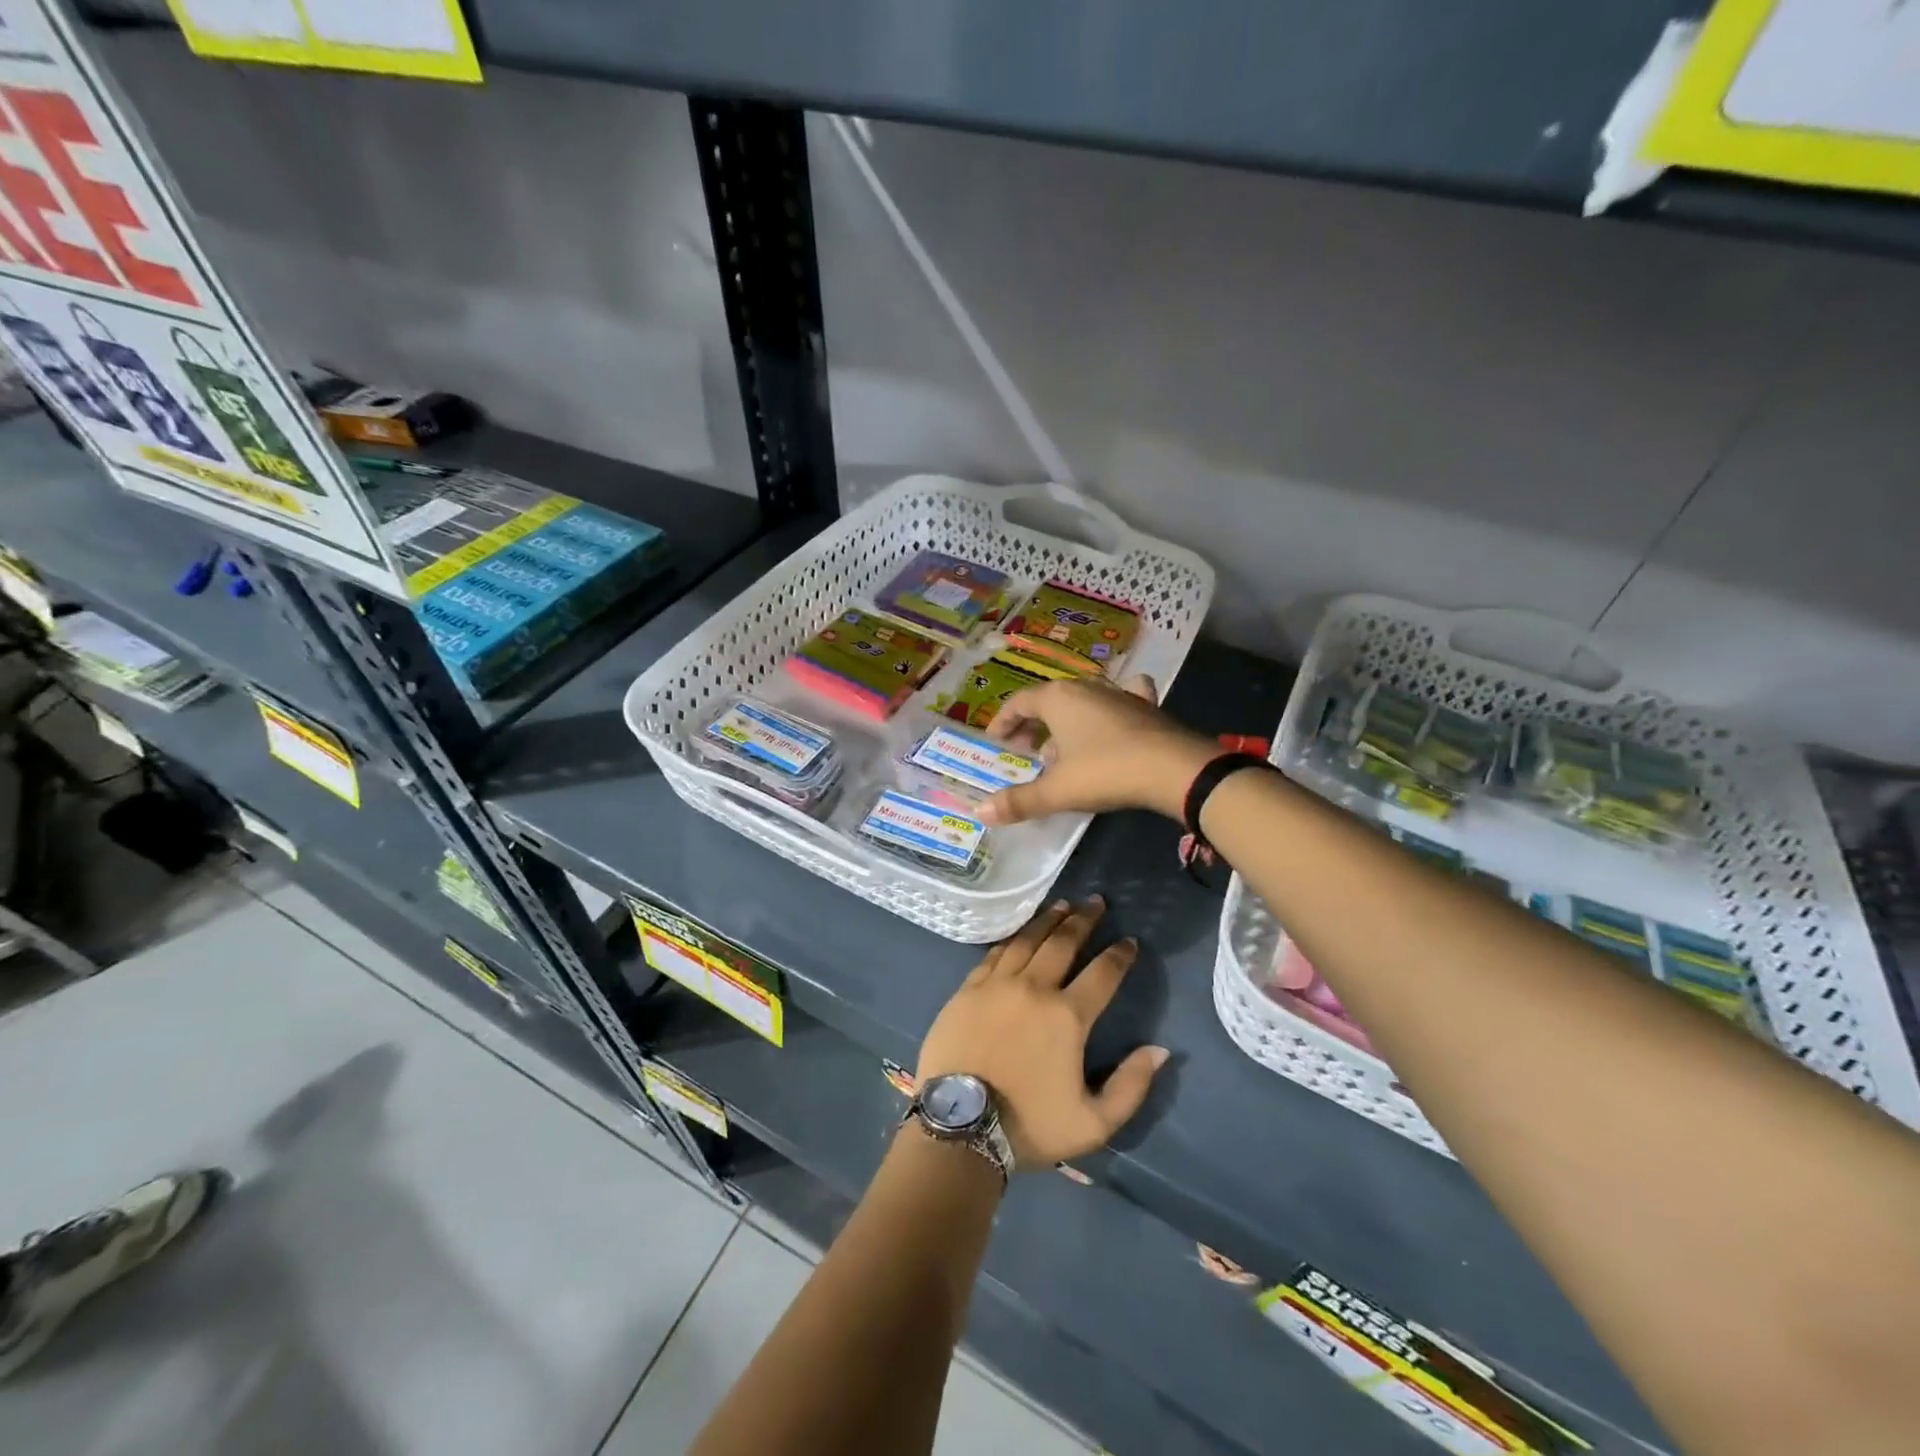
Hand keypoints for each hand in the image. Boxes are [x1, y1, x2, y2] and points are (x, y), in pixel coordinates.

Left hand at [917, 897, 1168, 1168]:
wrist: (959, 1127)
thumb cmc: (1029, 1125)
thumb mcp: (1093, 1123)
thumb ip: (1131, 1086)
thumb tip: (1160, 1050)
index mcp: (1067, 1016)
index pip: (1102, 973)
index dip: (1119, 955)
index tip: (1130, 941)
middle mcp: (1034, 988)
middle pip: (1063, 942)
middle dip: (1084, 919)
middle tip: (1096, 901)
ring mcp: (997, 984)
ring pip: (1027, 939)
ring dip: (1048, 920)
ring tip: (1062, 904)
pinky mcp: (968, 989)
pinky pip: (995, 953)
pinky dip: (1013, 938)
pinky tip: (1020, 933)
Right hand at [977, 675, 1215, 825]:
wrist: (1174, 768)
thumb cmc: (1106, 771)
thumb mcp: (1058, 790)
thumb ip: (1019, 801)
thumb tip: (980, 813)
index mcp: (1058, 698)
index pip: (1019, 702)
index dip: (1003, 721)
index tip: (994, 741)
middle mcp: (1086, 687)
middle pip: (1049, 700)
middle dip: (1033, 724)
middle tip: (1025, 750)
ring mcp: (1119, 694)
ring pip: (1083, 700)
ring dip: (1068, 720)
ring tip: (1062, 748)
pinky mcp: (1146, 707)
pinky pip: (1121, 699)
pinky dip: (1111, 708)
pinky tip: (1114, 718)